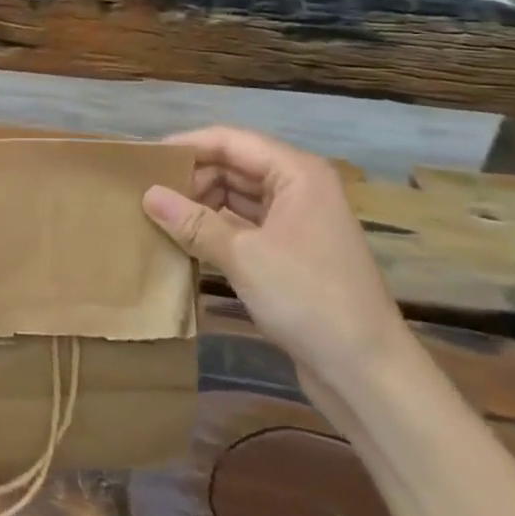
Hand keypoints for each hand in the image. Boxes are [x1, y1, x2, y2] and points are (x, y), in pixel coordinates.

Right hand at [142, 126, 408, 383]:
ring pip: (236, 195)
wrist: (369, 375)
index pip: (230, 141)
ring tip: (156, 213)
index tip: (145, 158)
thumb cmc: (310, 300)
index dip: (187, 145)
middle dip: (191, 176)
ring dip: (200, 203)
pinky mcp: (290, 251)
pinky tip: (183, 239)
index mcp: (296, 173)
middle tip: (145, 191)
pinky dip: (214, 228)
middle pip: (233, 165)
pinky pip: (243, 224)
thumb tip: (147, 195)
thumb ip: (193, 222)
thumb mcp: (244, 256)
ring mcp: (295, 220)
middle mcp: (298, 187)